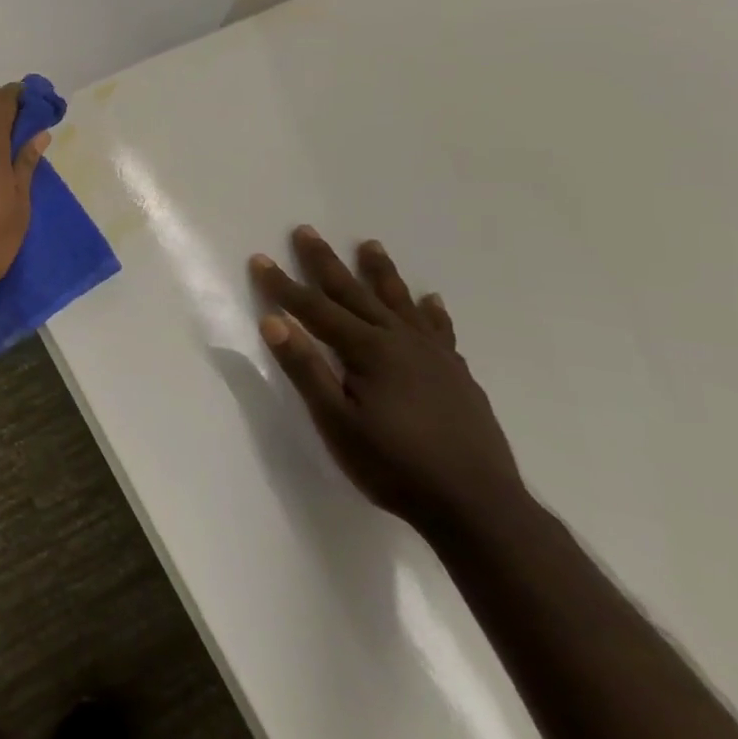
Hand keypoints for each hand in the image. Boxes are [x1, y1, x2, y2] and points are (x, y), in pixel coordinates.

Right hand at [251, 226, 524, 536]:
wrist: (478, 507)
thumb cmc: (394, 466)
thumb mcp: (336, 422)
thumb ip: (306, 368)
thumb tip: (273, 321)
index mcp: (368, 350)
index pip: (314, 309)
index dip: (283, 285)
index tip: (259, 259)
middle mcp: (401, 341)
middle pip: (355, 293)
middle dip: (325, 263)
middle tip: (307, 231)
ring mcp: (435, 357)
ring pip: (400, 303)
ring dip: (381, 273)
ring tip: (370, 245)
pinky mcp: (458, 375)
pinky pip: (440, 330)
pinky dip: (431, 312)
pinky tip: (432, 302)